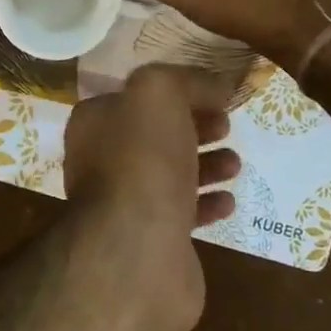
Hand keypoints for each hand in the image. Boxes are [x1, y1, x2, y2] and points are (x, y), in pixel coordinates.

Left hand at [62, 65, 241, 330]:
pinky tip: (228, 201)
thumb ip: (184, 80)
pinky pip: (181, 215)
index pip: (135, 97)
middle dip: (193, 127)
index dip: (177, 92)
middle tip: (226, 126)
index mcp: (94, 123)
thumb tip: (214, 84)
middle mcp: (101, 160)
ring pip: (169, 174)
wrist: (137, 250)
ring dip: (205, 165)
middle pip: (154, 135)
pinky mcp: (149, 241)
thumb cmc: (142, 160)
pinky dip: (206, 204)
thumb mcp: (158, 94)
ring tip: (235, 162)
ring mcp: (123, 204)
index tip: (214, 95)